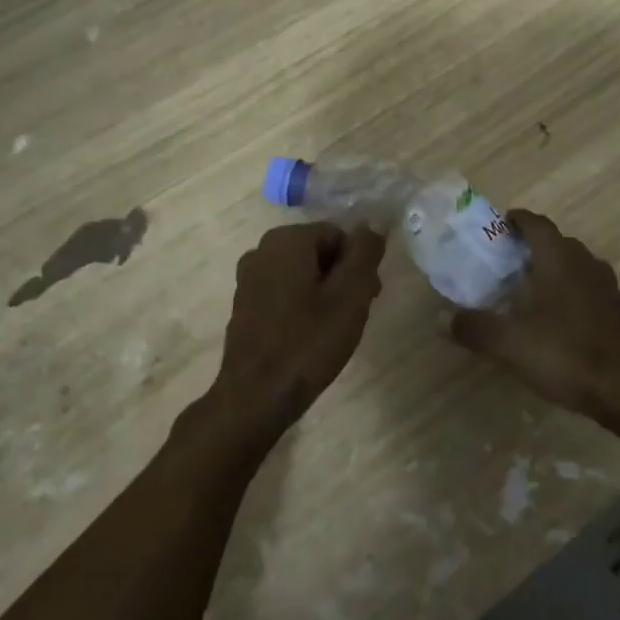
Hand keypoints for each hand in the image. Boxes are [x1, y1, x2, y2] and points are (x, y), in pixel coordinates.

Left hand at [208, 222, 387, 444]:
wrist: (255, 397)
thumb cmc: (308, 342)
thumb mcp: (350, 294)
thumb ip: (365, 252)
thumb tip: (375, 222)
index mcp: (287, 239)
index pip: (339, 235)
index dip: (359, 264)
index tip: (368, 297)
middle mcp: (262, 250)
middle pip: (320, 253)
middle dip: (342, 278)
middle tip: (356, 315)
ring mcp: (248, 279)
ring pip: (303, 274)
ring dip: (324, 294)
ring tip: (334, 330)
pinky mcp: (244, 306)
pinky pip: (284, 293)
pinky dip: (302, 307)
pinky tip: (309, 338)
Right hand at [449, 209, 619, 415]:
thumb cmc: (564, 353)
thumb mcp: (509, 343)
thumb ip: (474, 327)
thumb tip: (439, 318)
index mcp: (558, 258)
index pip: (536, 223)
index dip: (516, 220)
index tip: (498, 226)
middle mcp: (584, 261)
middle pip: (555, 241)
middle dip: (530, 245)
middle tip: (504, 262)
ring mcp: (604, 284)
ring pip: (573, 263)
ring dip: (551, 267)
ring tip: (528, 287)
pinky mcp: (615, 308)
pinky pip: (586, 285)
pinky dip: (568, 289)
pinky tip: (555, 315)